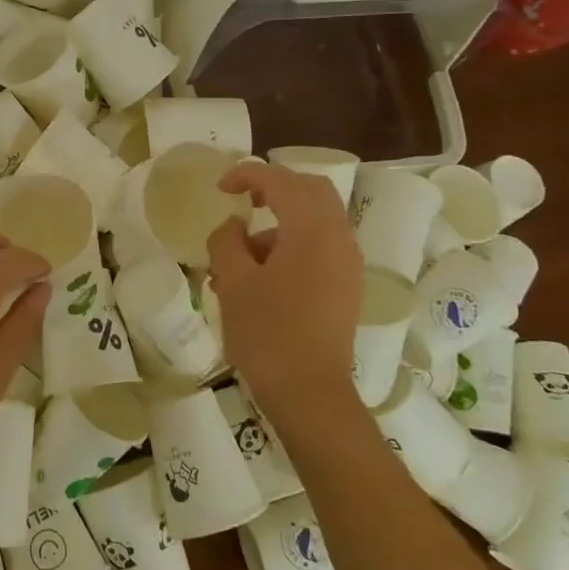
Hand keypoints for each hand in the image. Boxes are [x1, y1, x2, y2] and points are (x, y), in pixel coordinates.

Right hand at [208, 163, 363, 429]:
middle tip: (244, 200)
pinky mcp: (348, 287)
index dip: (247, 175)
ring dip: (280, 224)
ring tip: (238, 261)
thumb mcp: (233, 282)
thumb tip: (233, 226)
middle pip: (311, 190)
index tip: (220, 188)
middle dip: (275, 188)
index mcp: (312, 231)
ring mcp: (348, 264)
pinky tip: (261, 279)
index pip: (281, 181)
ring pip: (316, 221)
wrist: (310, 394)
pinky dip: (293, 246)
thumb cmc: (267, 334)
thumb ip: (227, 241)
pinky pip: (321, 247)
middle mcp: (339, 239)